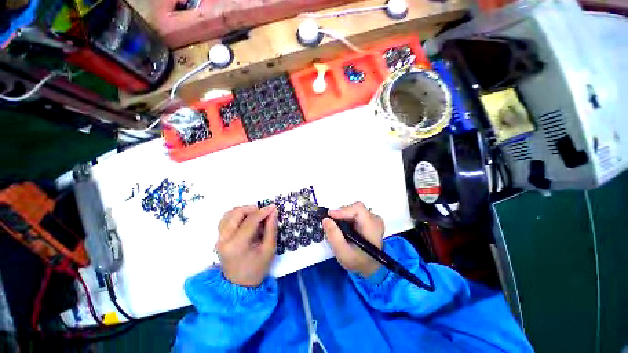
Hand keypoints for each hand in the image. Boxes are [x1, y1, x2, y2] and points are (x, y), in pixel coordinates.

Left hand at [216, 205, 278, 286]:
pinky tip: (246, 220)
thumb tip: (273, 211)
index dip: (263, 212)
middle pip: (236, 213)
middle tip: (264, 213)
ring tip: (256, 217)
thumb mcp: (269, 249)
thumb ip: (271, 228)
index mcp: (237, 245)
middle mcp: (224, 240)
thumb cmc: (257, 268)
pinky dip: (237, 215)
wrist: (240, 285)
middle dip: (252, 209)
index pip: (250, 221)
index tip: (273, 208)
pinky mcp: (219, 238)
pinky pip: (226, 219)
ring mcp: (219, 239)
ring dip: (244, 211)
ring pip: (229, 214)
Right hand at [322, 202, 384, 277]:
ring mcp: (372, 218)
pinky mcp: (368, 219)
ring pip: (353, 209)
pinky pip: (354, 212)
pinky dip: (345, 218)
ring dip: (343, 217)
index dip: (343, 210)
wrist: (369, 266)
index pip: (358, 209)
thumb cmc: (358, 261)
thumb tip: (326, 219)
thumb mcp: (343, 253)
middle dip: (341, 214)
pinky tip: (343, 228)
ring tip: (338, 229)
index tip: (330, 215)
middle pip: (355, 208)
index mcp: (372, 227)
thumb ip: (334, 236)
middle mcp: (375, 220)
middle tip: (331, 224)